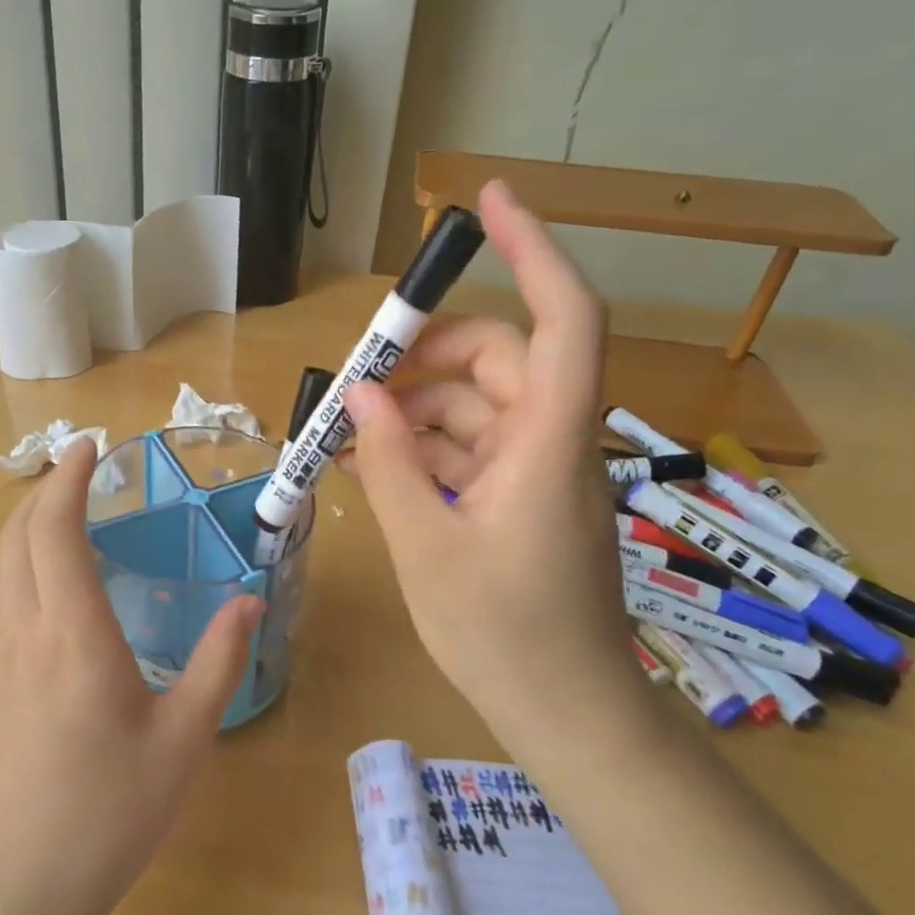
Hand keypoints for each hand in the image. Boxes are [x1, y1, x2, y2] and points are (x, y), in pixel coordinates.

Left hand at [0, 439, 262, 914]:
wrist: (20, 887)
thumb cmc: (109, 812)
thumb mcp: (184, 739)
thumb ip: (219, 663)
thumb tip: (250, 603)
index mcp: (74, 634)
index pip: (56, 530)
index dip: (69, 479)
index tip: (90, 446)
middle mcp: (28, 631)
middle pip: (17, 535)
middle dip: (45, 487)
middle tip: (83, 468)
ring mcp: (4, 657)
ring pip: (0, 564)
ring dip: (26, 521)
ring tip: (66, 509)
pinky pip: (1, 595)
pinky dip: (21, 558)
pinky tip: (53, 578)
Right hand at [342, 181, 639, 747]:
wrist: (566, 713)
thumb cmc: (504, 636)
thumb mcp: (426, 547)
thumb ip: (390, 465)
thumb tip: (361, 400)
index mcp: (548, 443)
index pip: (562, 319)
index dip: (533, 248)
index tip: (486, 201)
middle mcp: (552, 440)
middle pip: (497, 358)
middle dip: (424, 357)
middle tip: (358, 381)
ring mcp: (538, 468)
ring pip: (474, 404)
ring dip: (412, 411)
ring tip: (348, 438)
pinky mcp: (522, 494)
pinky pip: (469, 447)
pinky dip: (423, 448)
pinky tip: (373, 468)